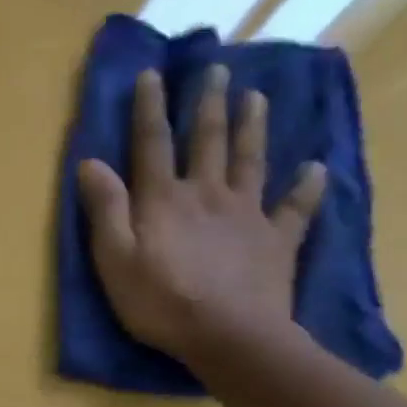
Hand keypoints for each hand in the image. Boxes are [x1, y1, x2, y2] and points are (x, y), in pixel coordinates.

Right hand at [77, 65, 325, 362]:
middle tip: (217, 71)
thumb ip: (104, 210)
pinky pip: (295, 208)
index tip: (152, 74)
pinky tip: (315, 168)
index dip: (149, 108)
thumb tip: (91, 163)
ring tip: (258, 97)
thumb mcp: (115, 260)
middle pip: (208, 141)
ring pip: (251, 161)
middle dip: (209, 105)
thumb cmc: (160, 302)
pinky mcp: (276, 240)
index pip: (152, 144)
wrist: (229, 336)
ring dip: (253, 127)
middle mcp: (207, 194)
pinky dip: (307, 187)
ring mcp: (247, 214)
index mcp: (164, 199)